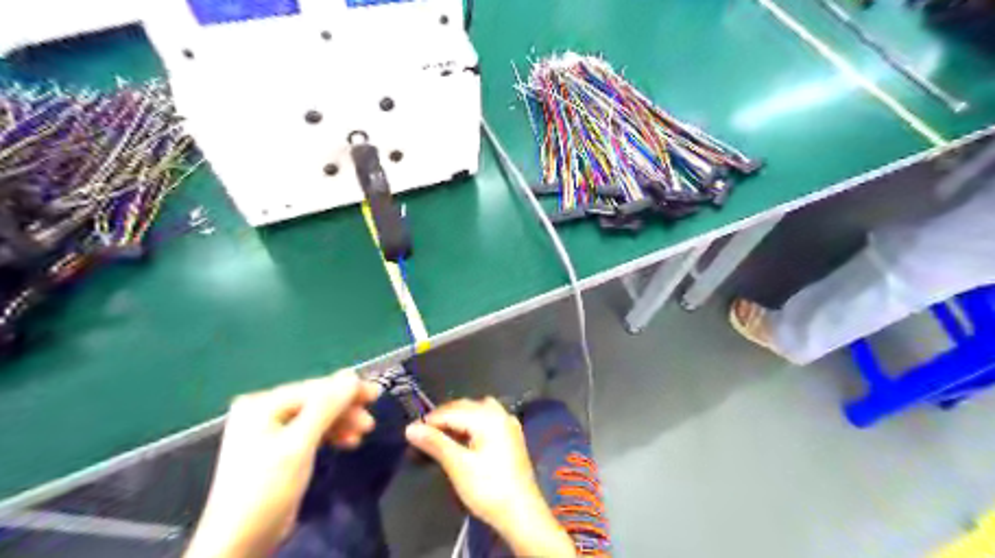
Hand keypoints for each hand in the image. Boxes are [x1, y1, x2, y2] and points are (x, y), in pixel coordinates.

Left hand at [180, 371, 380, 557]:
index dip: (347, 389)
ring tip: (364, 433)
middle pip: (316, 402)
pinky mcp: (279, 451)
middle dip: (345, 409)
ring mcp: (270, 432)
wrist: (239, 543)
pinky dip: (331, 436)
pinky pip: (311, 433)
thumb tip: (352, 376)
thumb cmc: (266, 488)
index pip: (313, 388)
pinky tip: (349, 442)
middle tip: (371, 420)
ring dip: (342, 423)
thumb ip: (326, 407)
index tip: (376, 394)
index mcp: (261, 405)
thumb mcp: (299, 444)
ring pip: (317, 418)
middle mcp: (264, 413)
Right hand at [406, 398, 575, 555]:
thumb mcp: (458, 466)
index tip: (411, 432)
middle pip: (466, 406)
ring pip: (478, 410)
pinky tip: (465, 437)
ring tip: (442, 434)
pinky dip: (473, 423)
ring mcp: (508, 424)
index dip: (430, 420)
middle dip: (444, 417)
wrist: (521, 512)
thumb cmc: (488, 488)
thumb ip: (435, 443)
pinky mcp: (512, 436)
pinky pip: (488, 419)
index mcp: (488, 417)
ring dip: (459, 418)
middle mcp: (500, 413)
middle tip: (423, 435)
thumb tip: (410, 428)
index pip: (452, 411)